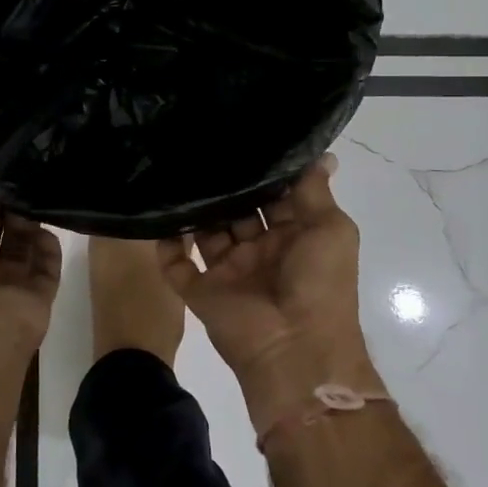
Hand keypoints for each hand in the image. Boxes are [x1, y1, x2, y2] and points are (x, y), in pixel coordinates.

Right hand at [156, 155, 379, 428]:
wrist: (296, 350)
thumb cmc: (320, 284)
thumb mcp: (331, 229)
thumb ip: (314, 191)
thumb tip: (323, 154)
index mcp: (292, 236)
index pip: (272, 196)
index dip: (260, 172)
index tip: (239, 136)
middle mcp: (259, 250)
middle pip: (235, 210)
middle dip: (223, 186)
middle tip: (198, 148)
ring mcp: (228, 271)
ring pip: (205, 232)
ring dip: (194, 208)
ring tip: (174, 171)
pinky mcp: (201, 291)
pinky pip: (176, 264)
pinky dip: (165, 245)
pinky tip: (157, 216)